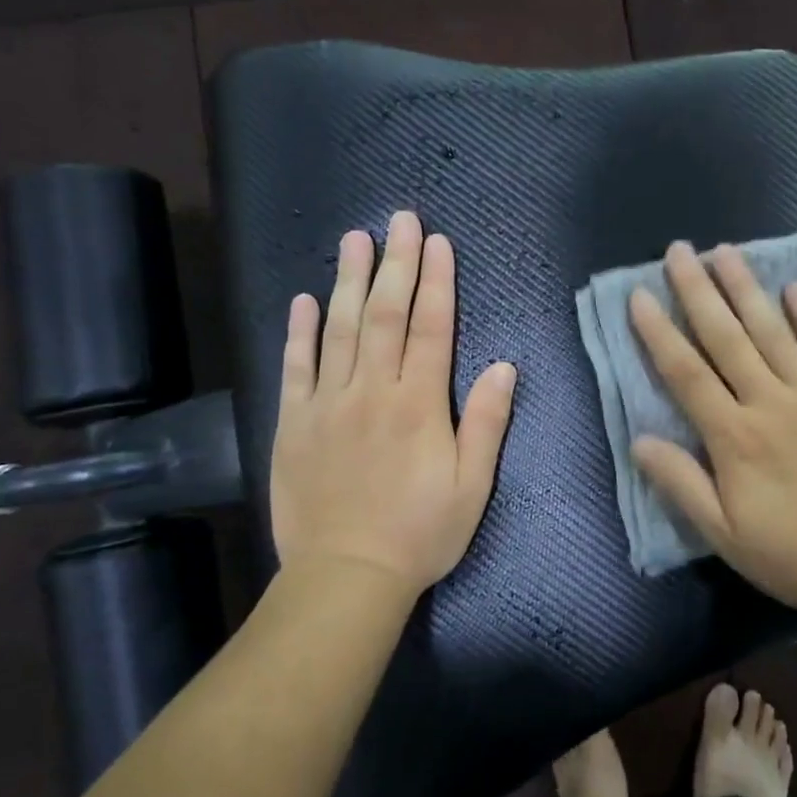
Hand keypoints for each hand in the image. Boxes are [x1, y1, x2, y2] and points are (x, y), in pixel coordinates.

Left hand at [268, 211, 516, 601]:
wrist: (346, 576)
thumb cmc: (421, 532)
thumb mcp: (472, 485)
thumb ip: (486, 421)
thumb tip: (502, 365)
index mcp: (419, 404)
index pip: (430, 328)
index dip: (437, 282)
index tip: (438, 243)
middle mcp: (372, 392)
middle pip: (384, 314)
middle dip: (395, 263)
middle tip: (399, 220)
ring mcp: (328, 404)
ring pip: (340, 330)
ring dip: (348, 280)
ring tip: (354, 239)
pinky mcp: (294, 423)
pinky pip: (296, 368)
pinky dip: (300, 332)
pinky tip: (304, 300)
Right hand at [628, 241, 796, 620]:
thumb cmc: (796, 554)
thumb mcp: (725, 535)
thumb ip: (681, 484)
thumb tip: (639, 440)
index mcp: (734, 436)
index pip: (686, 374)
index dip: (659, 333)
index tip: (639, 295)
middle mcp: (770, 401)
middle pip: (727, 338)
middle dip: (698, 291)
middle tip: (679, 251)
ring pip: (772, 331)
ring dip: (746, 289)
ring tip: (725, 252)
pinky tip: (793, 288)